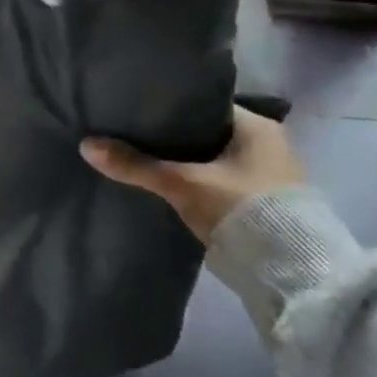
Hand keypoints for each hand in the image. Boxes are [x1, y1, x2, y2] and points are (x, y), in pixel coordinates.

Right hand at [80, 106, 303, 244]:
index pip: (204, 103)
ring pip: (210, 158)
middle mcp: (267, 145)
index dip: (169, 105)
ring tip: (141, 157)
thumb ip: (136, 165)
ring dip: (183, 161)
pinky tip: (165, 184)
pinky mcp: (260, 204)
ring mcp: (266, 176)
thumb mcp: (182, 184)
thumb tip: (86, 145)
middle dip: (172, 136)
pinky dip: (193, 181)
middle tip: (131, 132)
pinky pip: (217, 180)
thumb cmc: (243, 209)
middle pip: (206, 131)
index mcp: (257, 126)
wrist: (291, 273)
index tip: (135, 107)